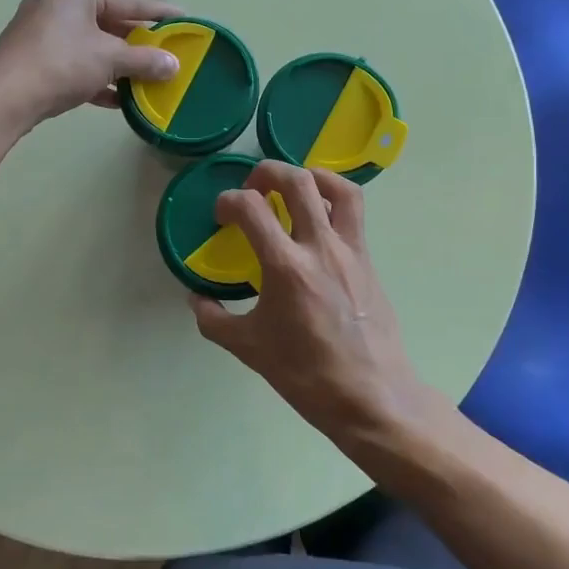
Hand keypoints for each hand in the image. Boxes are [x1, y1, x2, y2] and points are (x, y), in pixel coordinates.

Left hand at [0, 0, 181, 127]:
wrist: (3, 97)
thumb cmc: (61, 63)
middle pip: (110, 23)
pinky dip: (97, 78)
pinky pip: (75, 64)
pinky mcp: (34, 59)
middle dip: (138, 43)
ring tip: (148, 79)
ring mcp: (42, 32)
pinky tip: (119, 99)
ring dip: (119, 64)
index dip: (159, 12)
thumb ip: (145, 60)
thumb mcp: (110, 59)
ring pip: (92, 46)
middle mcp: (58, 3)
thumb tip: (173, 65)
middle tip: (167, 54)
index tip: (184, 18)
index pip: (129, 0)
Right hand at [189, 160, 426, 444]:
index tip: (221, 215)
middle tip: (253, 188)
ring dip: (310, 175)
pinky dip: (334, 201)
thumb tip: (197, 300)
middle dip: (267, 172)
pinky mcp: (368, 260)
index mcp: (286, 267)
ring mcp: (350, 251)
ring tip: (293, 187)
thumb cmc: (306, 375)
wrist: (371, 396)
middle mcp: (320, 247)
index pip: (252, 208)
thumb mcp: (249, 349)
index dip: (228, 201)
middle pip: (297, 181)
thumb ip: (215, 320)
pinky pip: (354, 214)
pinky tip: (318, 220)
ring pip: (338, 188)